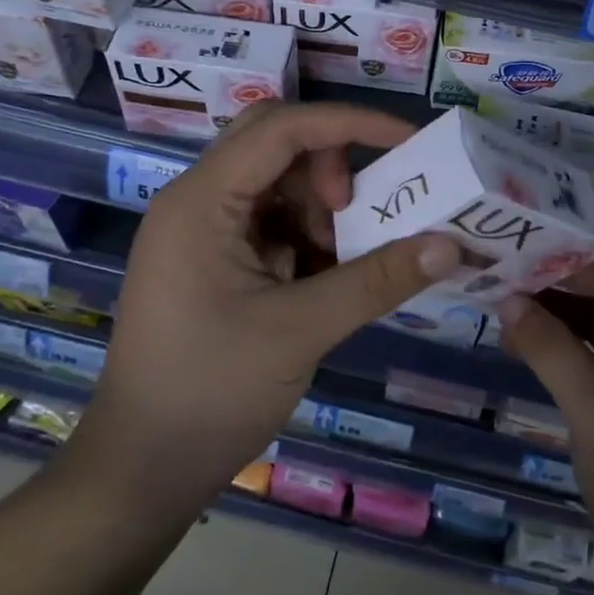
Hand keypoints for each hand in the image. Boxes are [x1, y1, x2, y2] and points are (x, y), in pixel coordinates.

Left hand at [67, 101, 461, 514]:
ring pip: (277, 183)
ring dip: (321, 208)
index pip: (281, 128)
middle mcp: (198, 201)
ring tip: (342, 261)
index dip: (349, 123)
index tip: (409, 140)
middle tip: (355, 212)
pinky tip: (325, 278)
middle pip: (275, 144)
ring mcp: (203, 231)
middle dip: (329, 167)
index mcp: (202, 201)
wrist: (142, 471)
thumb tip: (450, 245)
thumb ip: (377, 280)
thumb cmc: (210, 392)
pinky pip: (272, 223)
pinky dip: (307, 238)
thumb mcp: (300, 331)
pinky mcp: (214, 261)